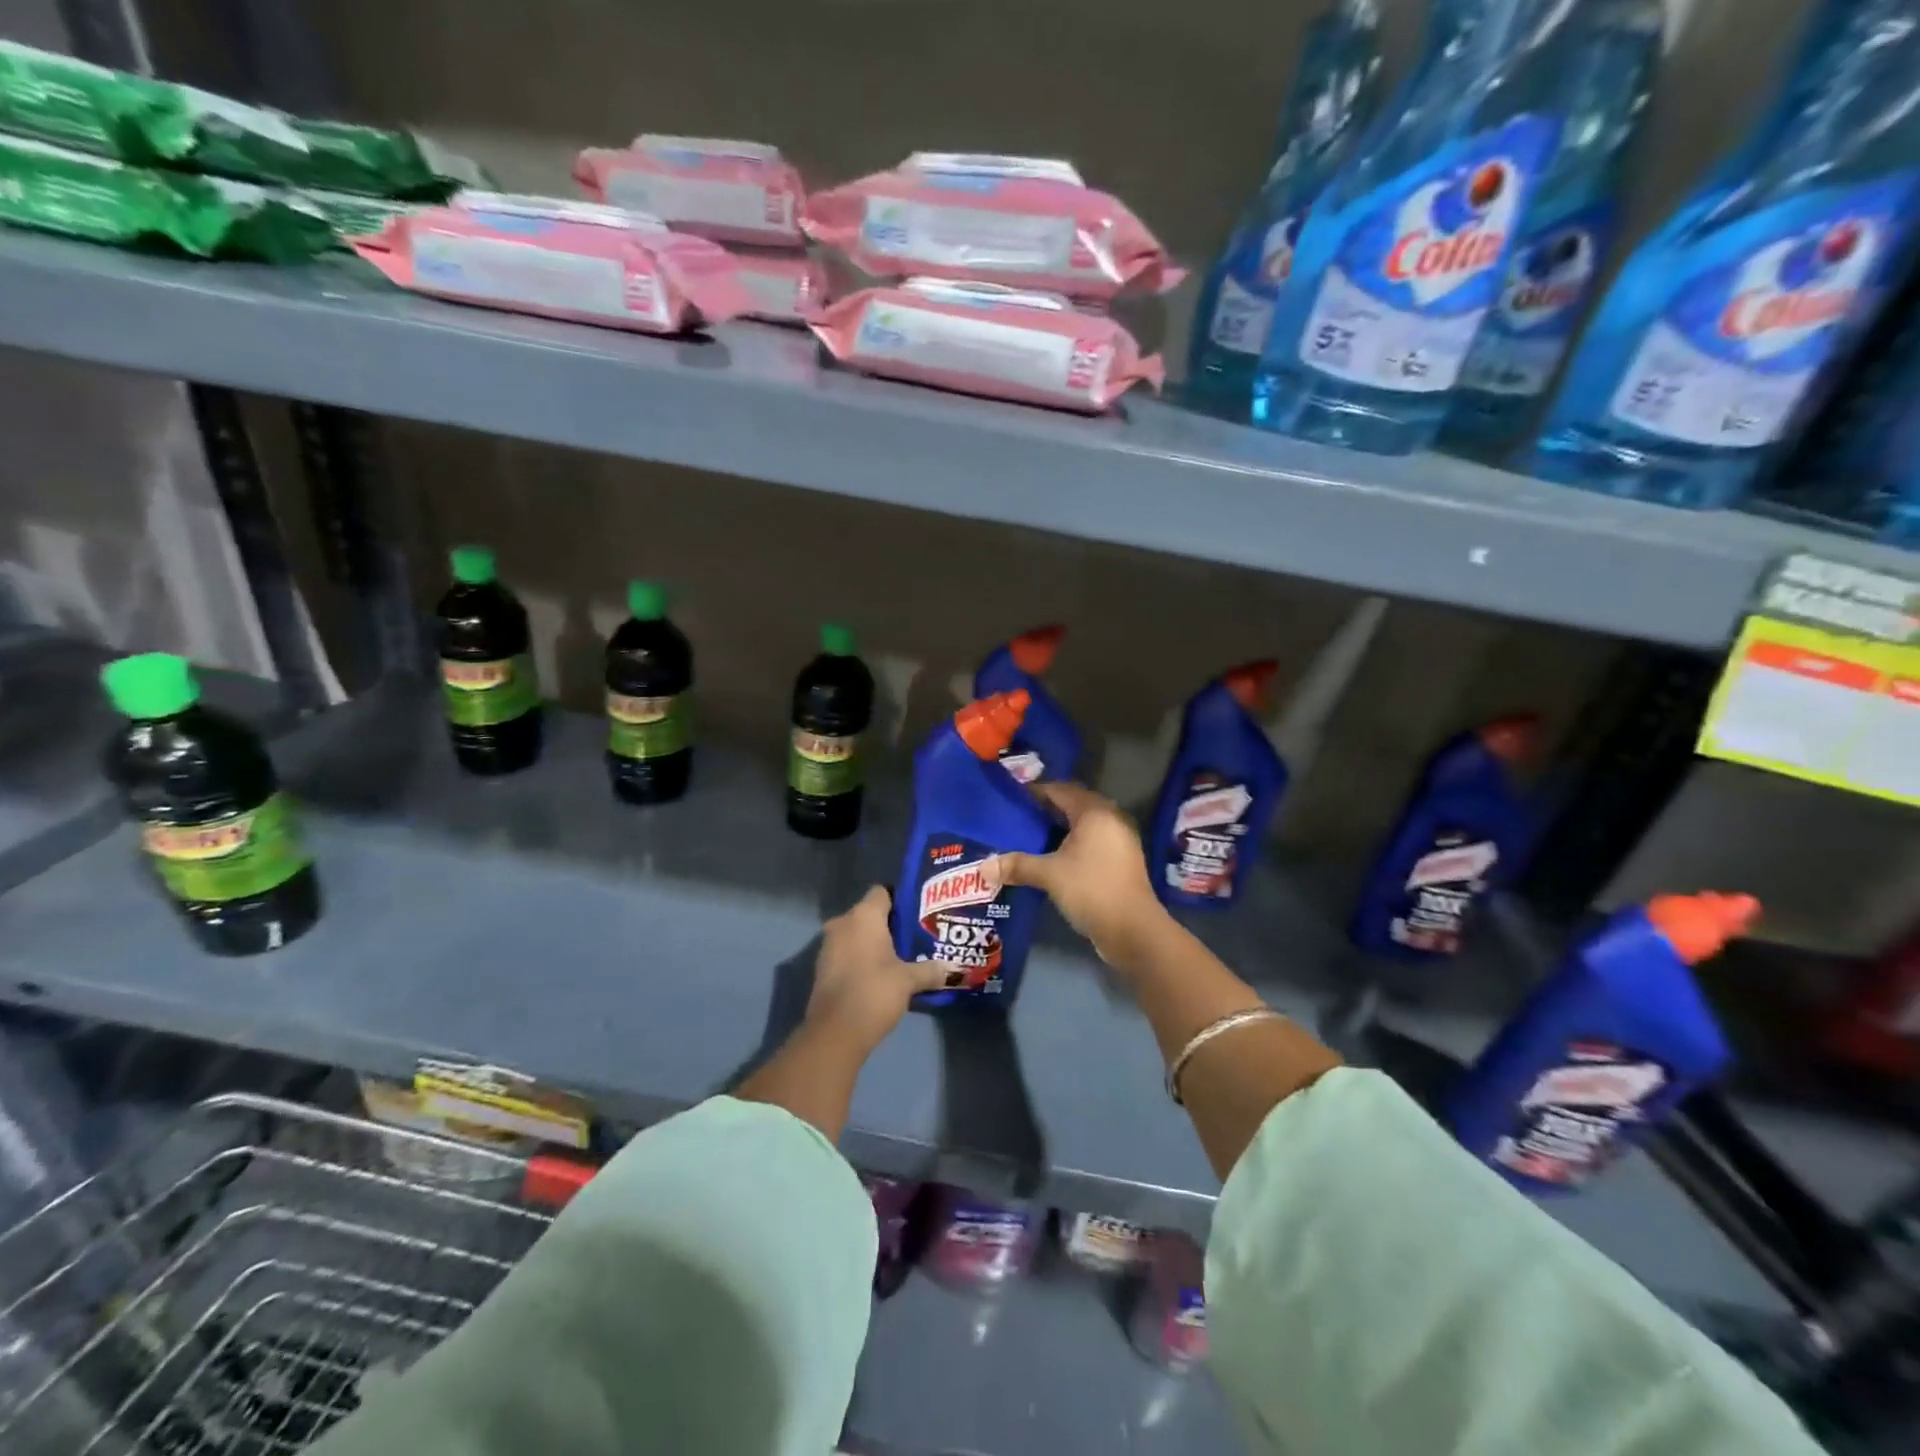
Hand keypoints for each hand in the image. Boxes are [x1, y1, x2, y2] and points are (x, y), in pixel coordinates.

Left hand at [807, 886, 946, 1052]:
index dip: (901, 900)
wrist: (835, 1032)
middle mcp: (843, 923)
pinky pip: (848, 952)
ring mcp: (829, 945)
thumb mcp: (909, 980)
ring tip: (903, 956)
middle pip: (871, 913)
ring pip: (858, 934)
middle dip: (891, 924)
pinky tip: (882, 973)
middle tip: (917, 936)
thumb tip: (953, 968)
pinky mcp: (823, 967)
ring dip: (876, 942)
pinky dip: (863, 958)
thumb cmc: (874, 992)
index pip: (883, 892)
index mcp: (863, 916)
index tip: (920, 914)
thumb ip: (931, 970)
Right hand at [998, 783, 1169, 967]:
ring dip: (1059, 829)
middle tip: (1018, 818)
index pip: (1060, 790)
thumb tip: (982, 868)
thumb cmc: (1091, 890)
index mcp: (1094, 812)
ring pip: (1083, 825)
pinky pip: (1091, 841)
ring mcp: (1119, 840)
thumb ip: (1017, 865)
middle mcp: (1110, 819)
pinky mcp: (1121, 860)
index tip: (1011, 800)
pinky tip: (1052, 858)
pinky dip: (1071, 844)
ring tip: (1030, 838)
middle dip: (1046, 810)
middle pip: (1073, 805)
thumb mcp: (1049, 875)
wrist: (1133, 930)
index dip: (1035, 792)